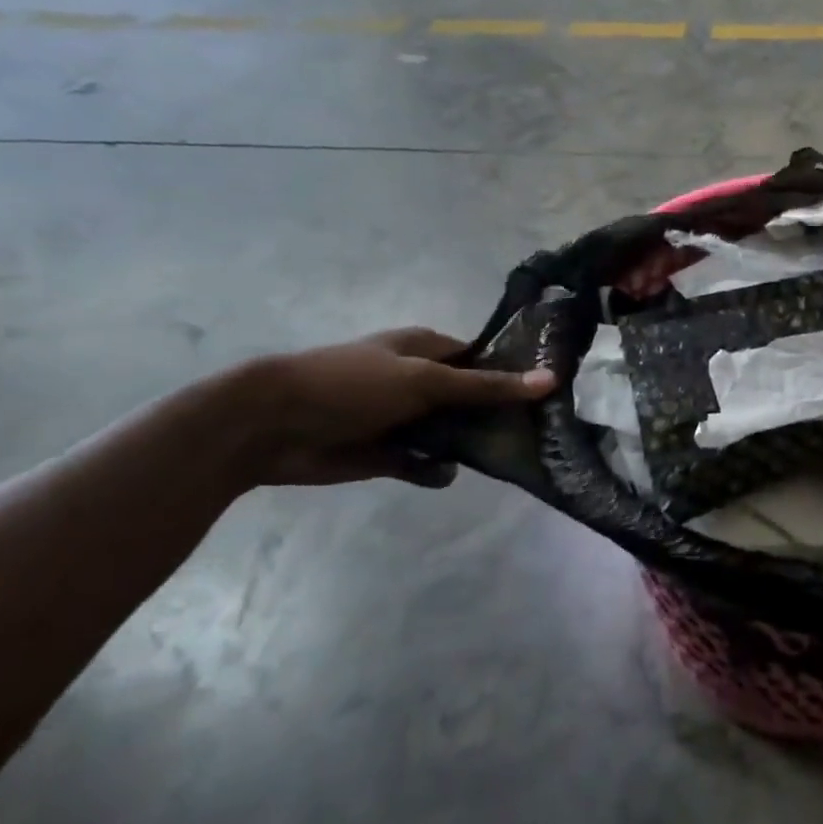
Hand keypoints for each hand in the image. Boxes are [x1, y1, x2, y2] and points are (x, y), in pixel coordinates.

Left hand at [233, 328, 554, 488]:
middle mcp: (420, 382)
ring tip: (505, 457)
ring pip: (454, 433)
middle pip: (472, 398)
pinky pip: (427, 462)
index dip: (513, 373)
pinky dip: (436, 469)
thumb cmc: (352, 385)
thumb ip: (487, 385)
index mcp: (427, 350)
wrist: (272, 427)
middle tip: (538, 432)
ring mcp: (405, 419)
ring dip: (471, 445)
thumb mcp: (426, 380)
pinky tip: (443, 473)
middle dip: (498, 415)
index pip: (482, 359)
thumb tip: (550, 379)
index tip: (548, 393)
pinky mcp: (390, 454)